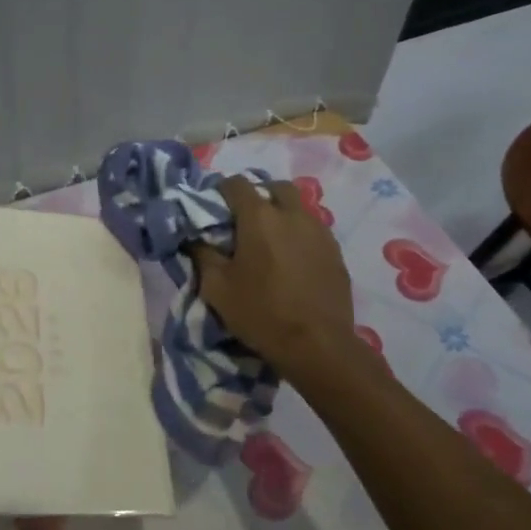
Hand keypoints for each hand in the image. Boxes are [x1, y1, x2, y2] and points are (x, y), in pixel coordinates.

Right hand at [192, 176, 362, 384]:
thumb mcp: (217, 288)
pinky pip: (314, 230)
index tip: (214, 208)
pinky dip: (299, 234)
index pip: (237, 183)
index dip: (221, 191)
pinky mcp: (335, 251)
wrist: (318, 345)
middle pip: (275, 187)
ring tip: (270, 241)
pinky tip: (292, 259)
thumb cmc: (261, 313)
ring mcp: (319, 231)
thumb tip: (195, 238)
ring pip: (299, 207)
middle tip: (246, 220)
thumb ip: (203, 256)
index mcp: (259, 217)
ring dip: (282, 214)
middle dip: (259, 195)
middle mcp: (292, 215)